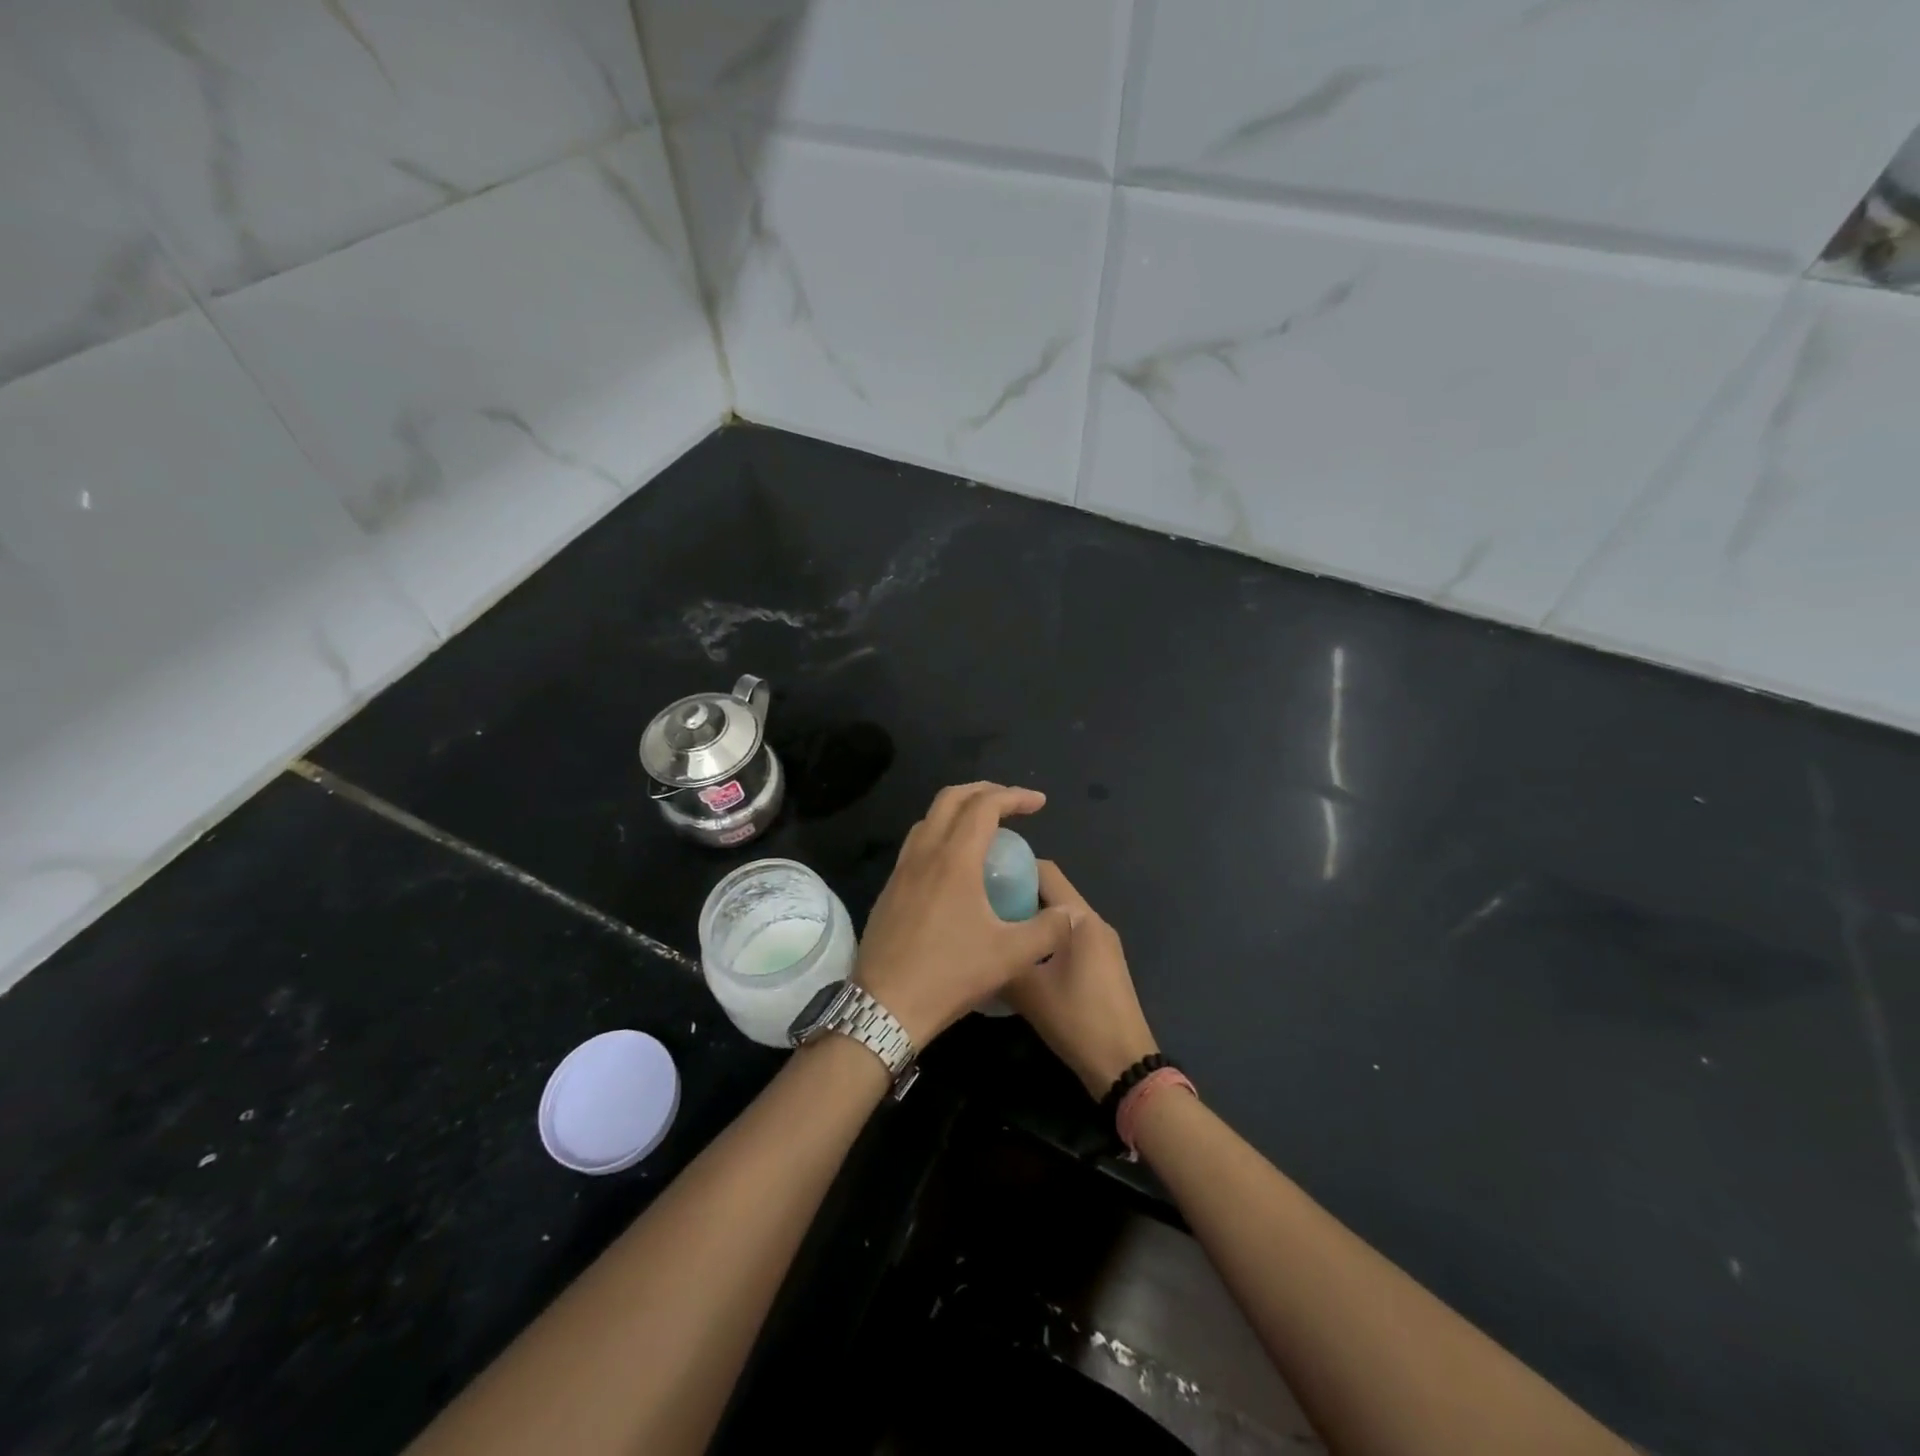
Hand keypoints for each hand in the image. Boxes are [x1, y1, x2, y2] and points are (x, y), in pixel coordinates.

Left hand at [855, 783, 1073, 1047]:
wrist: (884, 1006)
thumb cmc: (950, 975)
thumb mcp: (1010, 956)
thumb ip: (1047, 930)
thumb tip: (1070, 913)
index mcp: (954, 859)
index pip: (985, 807)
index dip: (1014, 797)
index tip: (1039, 804)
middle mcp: (924, 853)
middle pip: (951, 798)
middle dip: (984, 791)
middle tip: (1011, 803)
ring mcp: (901, 870)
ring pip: (929, 818)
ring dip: (958, 810)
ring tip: (983, 828)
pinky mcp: (889, 889)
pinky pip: (916, 843)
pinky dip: (940, 834)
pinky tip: (953, 864)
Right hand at [1002, 861, 1159, 1097]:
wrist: (1124, 1065)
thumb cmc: (1076, 1019)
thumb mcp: (1027, 990)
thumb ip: (1001, 960)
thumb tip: (976, 948)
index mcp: (1080, 918)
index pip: (1046, 872)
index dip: (1014, 865)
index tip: (982, 873)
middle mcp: (1095, 921)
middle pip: (1053, 892)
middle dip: (1017, 892)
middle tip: (981, 904)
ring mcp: (1103, 943)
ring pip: (1060, 916)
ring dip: (1030, 917)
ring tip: (995, 929)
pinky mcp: (1104, 963)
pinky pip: (1068, 935)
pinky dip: (1045, 936)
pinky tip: (1021, 955)